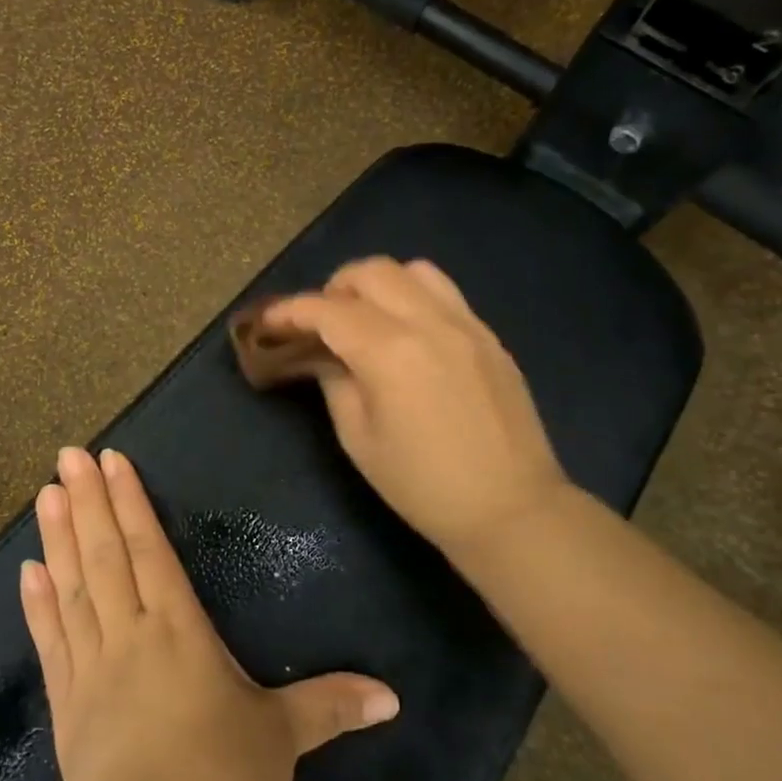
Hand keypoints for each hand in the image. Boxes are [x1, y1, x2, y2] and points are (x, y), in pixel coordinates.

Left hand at [21, 447, 399, 780]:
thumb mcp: (285, 738)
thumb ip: (331, 705)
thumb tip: (393, 697)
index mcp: (179, 631)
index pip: (151, 550)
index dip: (131, 503)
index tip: (110, 462)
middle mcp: (131, 636)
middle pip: (105, 555)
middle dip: (87, 501)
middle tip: (67, 455)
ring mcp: (92, 670)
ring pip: (72, 589)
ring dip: (57, 538)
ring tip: (44, 495)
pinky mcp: (66, 708)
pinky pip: (49, 643)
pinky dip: (37, 605)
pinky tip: (27, 572)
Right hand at [256, 258, 571, 568]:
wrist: (511, 510)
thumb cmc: (422, 486)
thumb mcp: (359, 439)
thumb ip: (335, 383)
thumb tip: (322, 355)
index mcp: (389, 352)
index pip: (328, 310)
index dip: (291, 310)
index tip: (270, 320)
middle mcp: (429, 323)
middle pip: (371, 272)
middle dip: (334, 288)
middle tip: (320, 322)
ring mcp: (466, 325)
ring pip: (413, 271)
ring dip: (378, 284)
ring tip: (365, 318)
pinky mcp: (489, 337)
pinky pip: (445, 293)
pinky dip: (413, 297)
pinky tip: (407, 333)